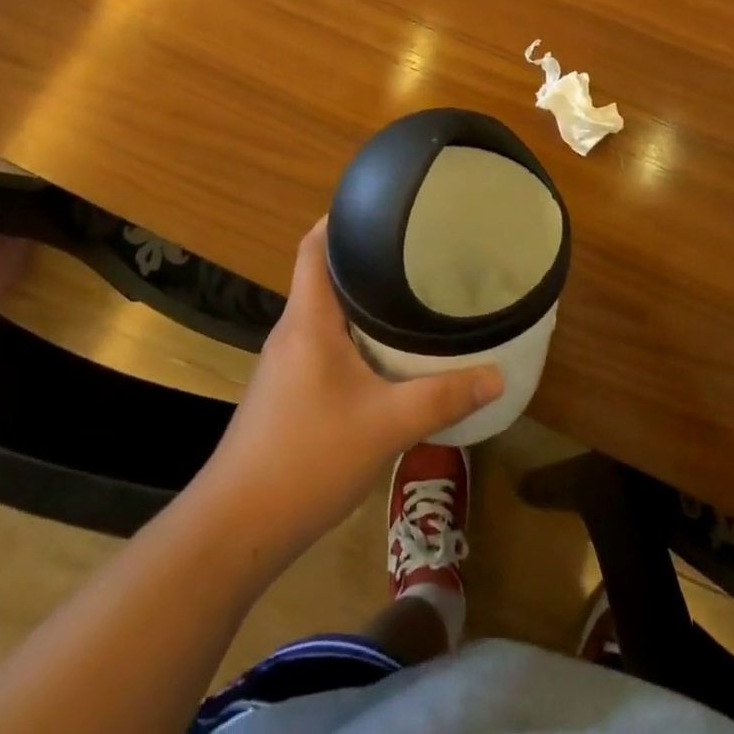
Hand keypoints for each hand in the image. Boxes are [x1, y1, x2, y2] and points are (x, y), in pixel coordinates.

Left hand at [200, 219, 502, 562]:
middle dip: (363, 259)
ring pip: (325, 314)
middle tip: (412, 249)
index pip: (312, 248)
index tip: (378, 205)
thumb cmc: (307, 457)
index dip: (339, 219)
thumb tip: (496, 375)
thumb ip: (442, 398)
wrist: (237, 529)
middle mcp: (292, 331)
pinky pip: (322, 344)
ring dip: (359, 301)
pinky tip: (382, 355)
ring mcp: (285, 364)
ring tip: (407, 294)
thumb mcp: (386, 425)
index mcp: (308, 319)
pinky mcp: (286, 393)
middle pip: (323, 275)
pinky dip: (352, 336)